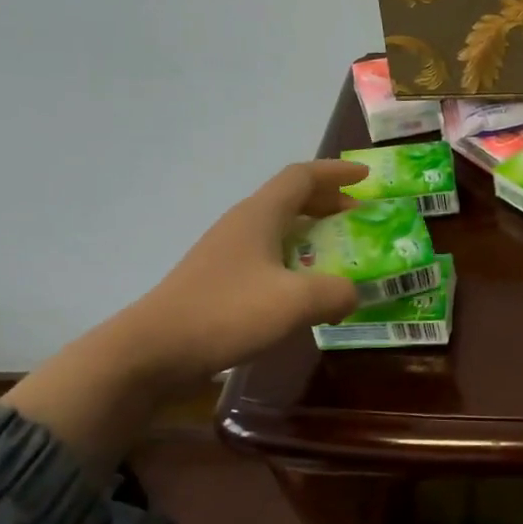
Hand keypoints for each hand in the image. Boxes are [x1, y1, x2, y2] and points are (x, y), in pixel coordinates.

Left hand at [0, 159, 367, 477]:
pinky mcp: (220, 279)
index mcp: (260, 216)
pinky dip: (295, 259)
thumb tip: (352, 293)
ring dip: (312, 232)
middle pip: (290, 198)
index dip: (337, 173)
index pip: (302, 177)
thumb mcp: (295, 302)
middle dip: (328, 202)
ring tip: (339, 251)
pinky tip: (306, 289)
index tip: (366, 178)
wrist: (155, 350)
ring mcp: (228, 252)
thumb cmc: (228, 313)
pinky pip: (268, 255)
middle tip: (359, 217)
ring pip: (278, 228)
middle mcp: (243, 225)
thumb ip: (336, 292)